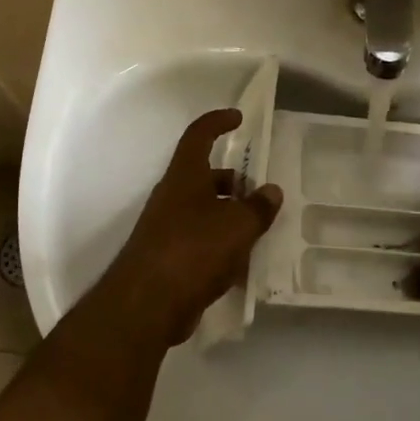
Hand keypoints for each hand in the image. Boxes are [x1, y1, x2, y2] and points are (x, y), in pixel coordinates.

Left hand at [95, 108, 282, 346]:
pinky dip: (221, 245)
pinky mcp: (168, 258)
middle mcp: (173, 196)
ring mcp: (167, 228)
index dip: (217, 122)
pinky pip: (200, 242)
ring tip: (260, 229)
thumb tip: (271, 191)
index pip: (199, 135)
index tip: (238, 117)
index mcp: (185, 176)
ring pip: (204, 210)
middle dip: (232, 180)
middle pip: (204, 176)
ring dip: (229, 214)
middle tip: (261, 191)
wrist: (147, 303)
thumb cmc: (194, 249)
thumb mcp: (237, 225)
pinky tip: (243, 263)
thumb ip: (258, 207)